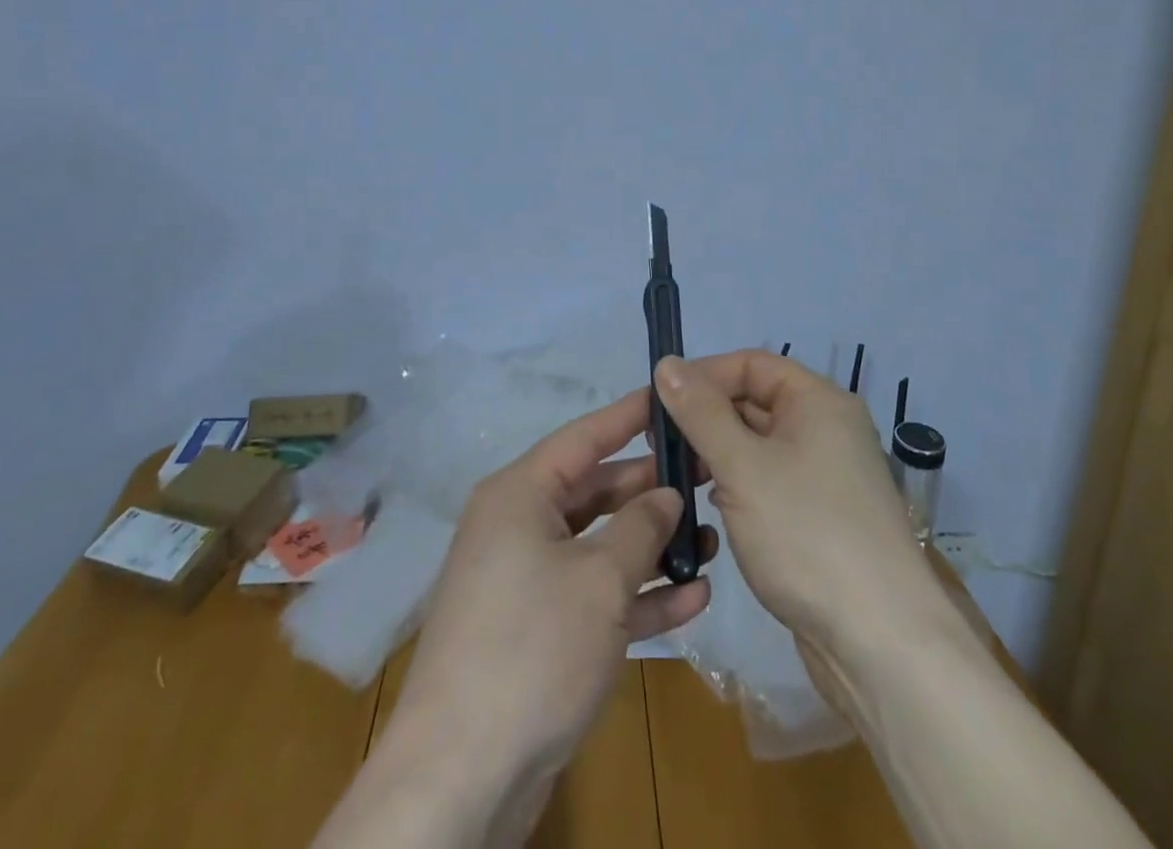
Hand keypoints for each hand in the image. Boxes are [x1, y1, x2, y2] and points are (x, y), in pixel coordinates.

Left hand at [382, 387, 714, 804]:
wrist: (460, 776)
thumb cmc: (533, 649)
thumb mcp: (599, 580)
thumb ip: (640, 528)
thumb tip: (665, 494)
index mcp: (520, 495)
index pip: (584, 437)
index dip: (628, 416)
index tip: (670, 396)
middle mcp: (519, 527)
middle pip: (595, 492)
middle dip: (651, 492)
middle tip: (708, 480)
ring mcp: (526, 582)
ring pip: (599, 547)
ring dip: (652, 549)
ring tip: (712, 542)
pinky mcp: (537, 632)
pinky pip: (592, 596)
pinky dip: (635, 596)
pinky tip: (691, 599)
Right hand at [654, 351, 951, 694]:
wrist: (882, 644)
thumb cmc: (808, 536)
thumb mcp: (743, 467)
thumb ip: (701, 412)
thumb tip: (667, 363)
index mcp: (818, 401)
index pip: (751, 363)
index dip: (703, 375)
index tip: (659, 400)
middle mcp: (827, 429)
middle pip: (754, 402)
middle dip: (705, 417)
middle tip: (658, 445)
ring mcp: (827, 475)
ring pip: (759, 445)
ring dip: (717, 454)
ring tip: (678, 477)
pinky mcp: (821, 517)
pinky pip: (770, 481)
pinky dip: (738, 485)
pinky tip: (713, 508)